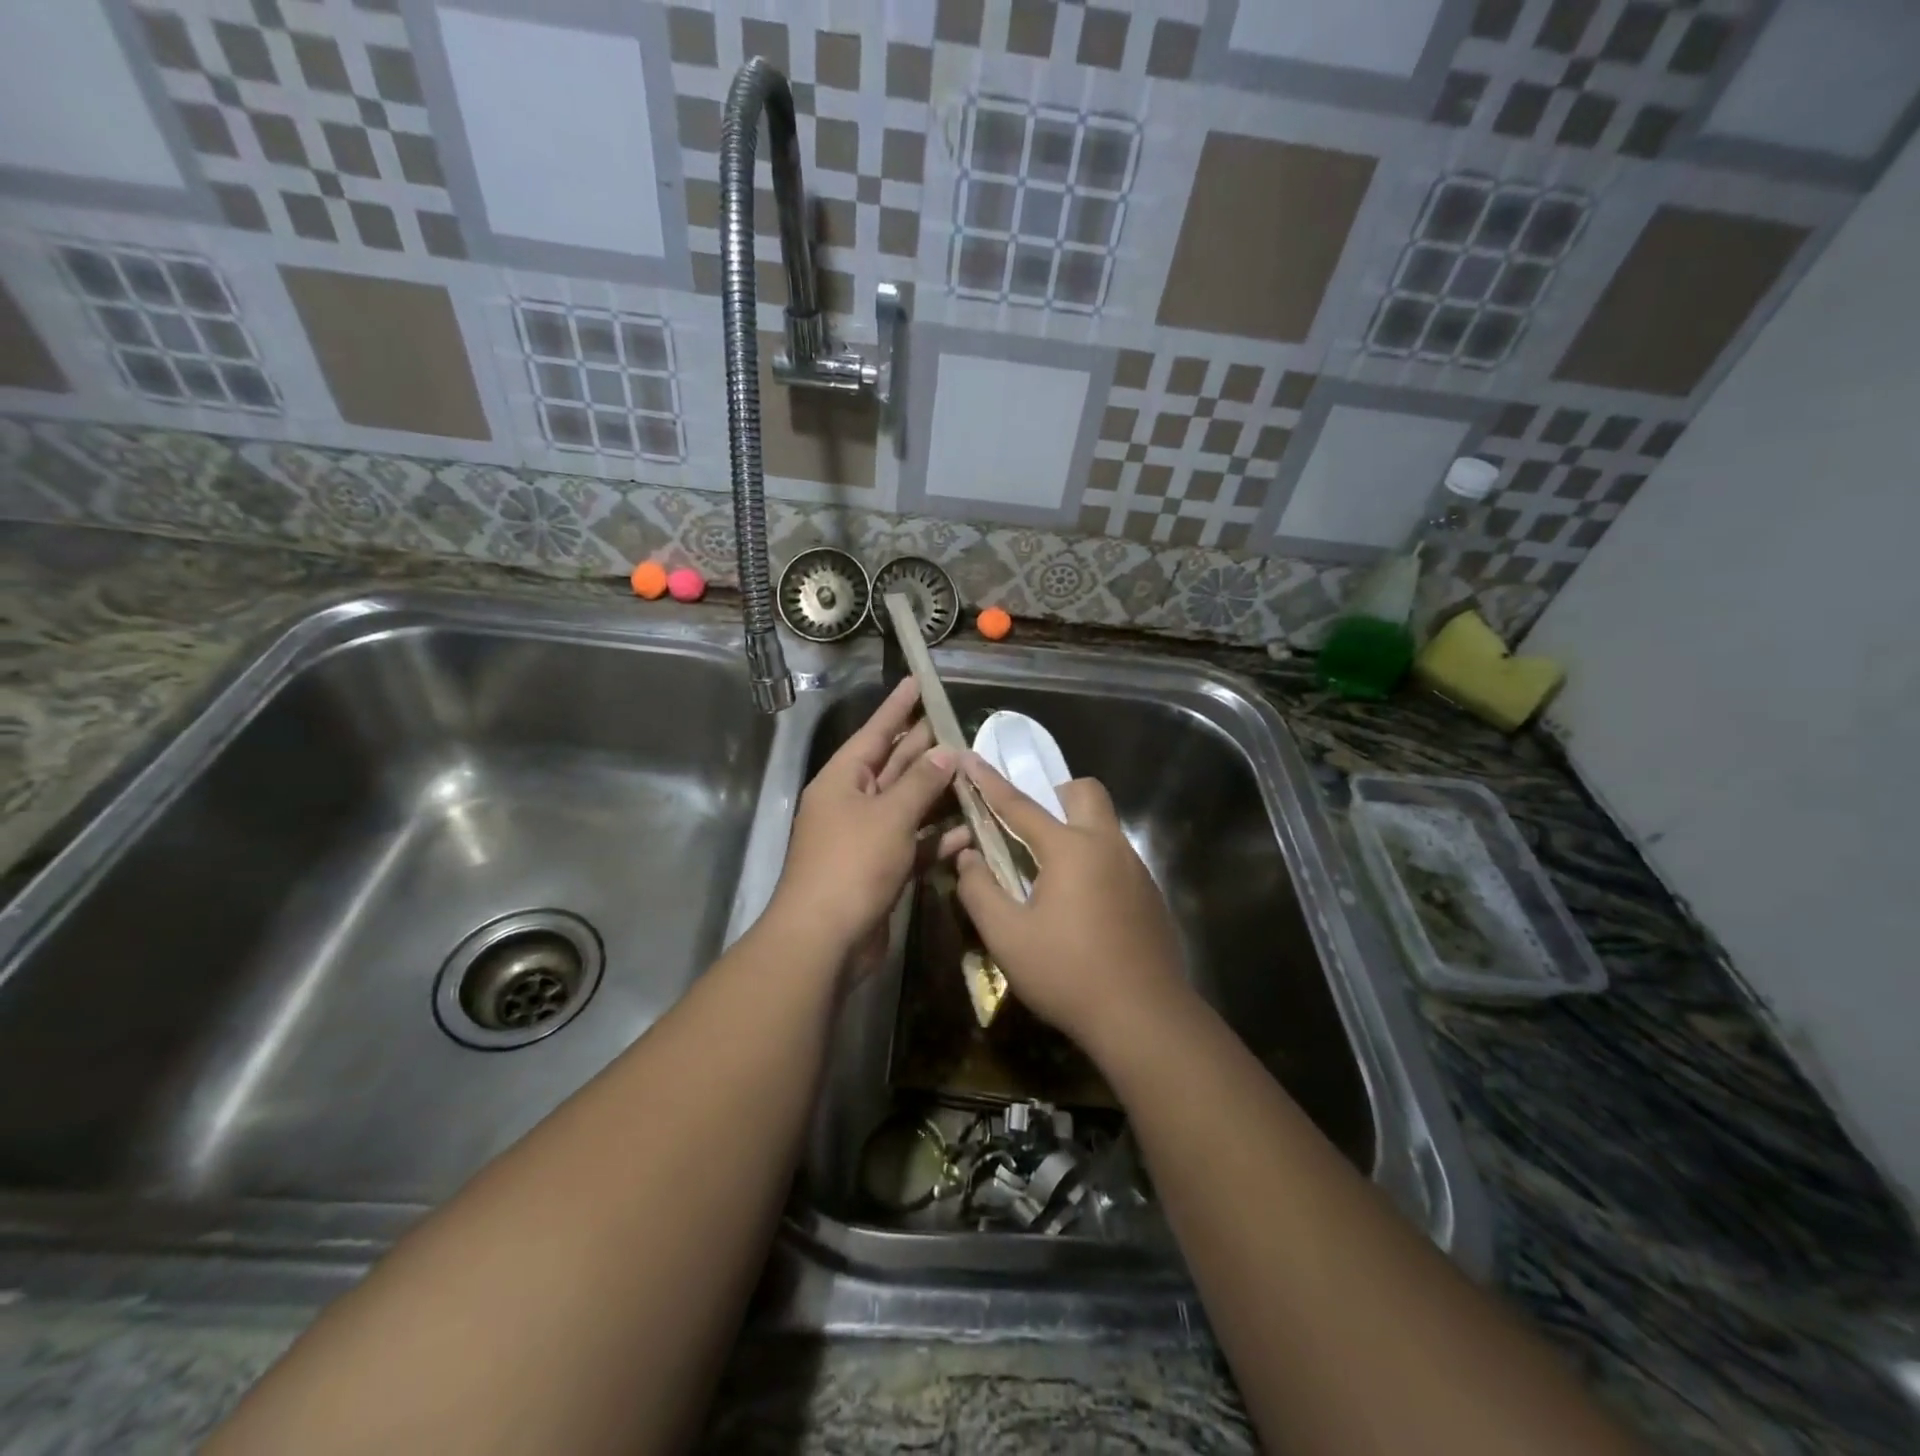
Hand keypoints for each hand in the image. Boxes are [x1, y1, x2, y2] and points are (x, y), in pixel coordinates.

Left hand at [769, 678, 963, 961]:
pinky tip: (970, 830)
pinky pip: (914, 843)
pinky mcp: (882, 869)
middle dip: (926, 749)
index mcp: (843, 780)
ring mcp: (867, 838)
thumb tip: (946, 752)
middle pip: (895, 766)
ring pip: (909, 806)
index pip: (875, 732)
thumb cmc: (852, 864)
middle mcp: (853, 803)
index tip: (918, 681)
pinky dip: (938, 837)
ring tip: (977, 774)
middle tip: (961, 726)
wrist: (825, 939)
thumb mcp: (890, 815)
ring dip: (940, 794)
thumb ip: (921, 782)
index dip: (897, 707)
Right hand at [952, 754, 1188, 1054]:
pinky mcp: (1150, 896)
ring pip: (1105, 826)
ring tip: (1051, 876)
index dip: (990, 782)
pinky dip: (1095, 863)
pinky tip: (1083, 909)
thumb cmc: (1068, 974)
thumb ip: (980, 890)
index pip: (1020, 805)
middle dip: (1055, 796)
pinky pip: (1118, 859)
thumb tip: (968, 858)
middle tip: (1031, 828)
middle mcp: (1108, 846)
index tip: (970, 757)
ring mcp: (1135, 870)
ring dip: (1076, 831)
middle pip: (1085, 793)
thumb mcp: (1007, 937)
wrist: (1145, 1018)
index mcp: (1070, 849)